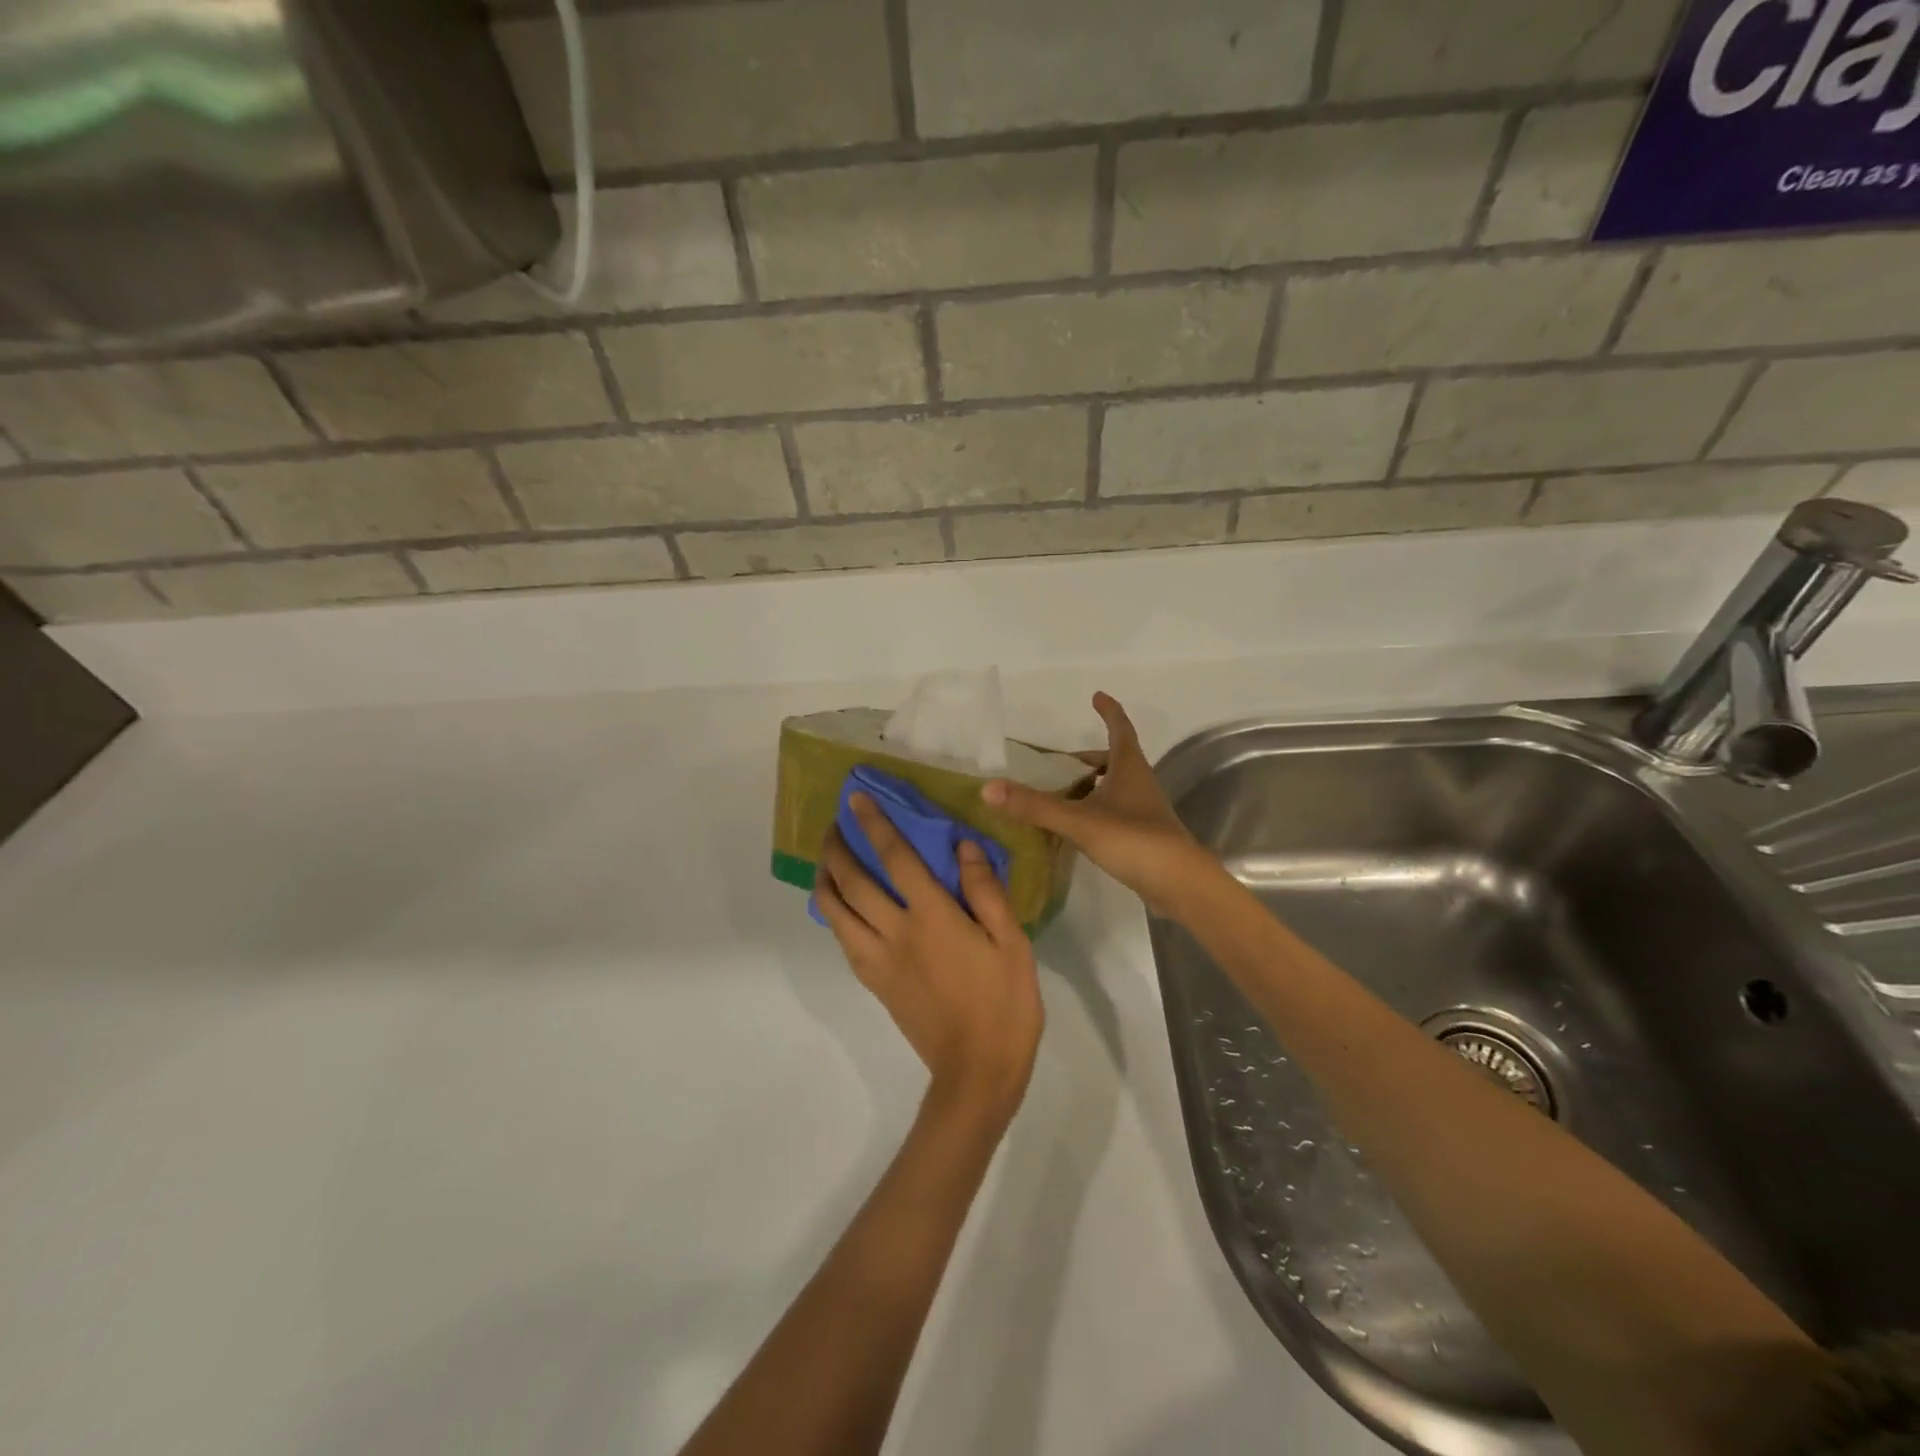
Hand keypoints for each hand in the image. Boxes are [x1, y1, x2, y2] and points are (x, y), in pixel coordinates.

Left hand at [816, 796, 1042, 1119]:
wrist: (977, 1071)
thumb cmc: (1004, 1003)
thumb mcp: (1012, 942)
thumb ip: (985, 891)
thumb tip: (962, 846)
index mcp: (933, 917)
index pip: (895, 858)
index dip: (874, 825)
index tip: (855, 801)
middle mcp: (896, 932)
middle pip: (853, 883)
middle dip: (837, 849)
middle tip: (832, 826)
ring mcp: (879, 960)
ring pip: (837, 914)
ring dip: (826, 881)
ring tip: (825, 862)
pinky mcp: (875, 983)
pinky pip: (844, 941)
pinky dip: (834, 917)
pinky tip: (840, 908)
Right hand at [982, 692, 1211, 915]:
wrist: (1179, 884)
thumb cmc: (1133, 839)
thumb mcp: (1079, 820)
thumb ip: (1034, 806)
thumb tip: (988, 789)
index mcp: (1129, 768)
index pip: (1120, 728)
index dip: (1108, 712)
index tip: (1097, 696)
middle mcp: (1140, 783)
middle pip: (1115, 760)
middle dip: (1089, 757)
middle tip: (1062, 762)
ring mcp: (1143, 811)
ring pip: (1114, 788)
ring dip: (1090, 786)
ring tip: (1060, 795)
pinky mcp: (1143, 836)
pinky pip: (1114, 813)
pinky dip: (1094, 811)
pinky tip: (1076, 828)